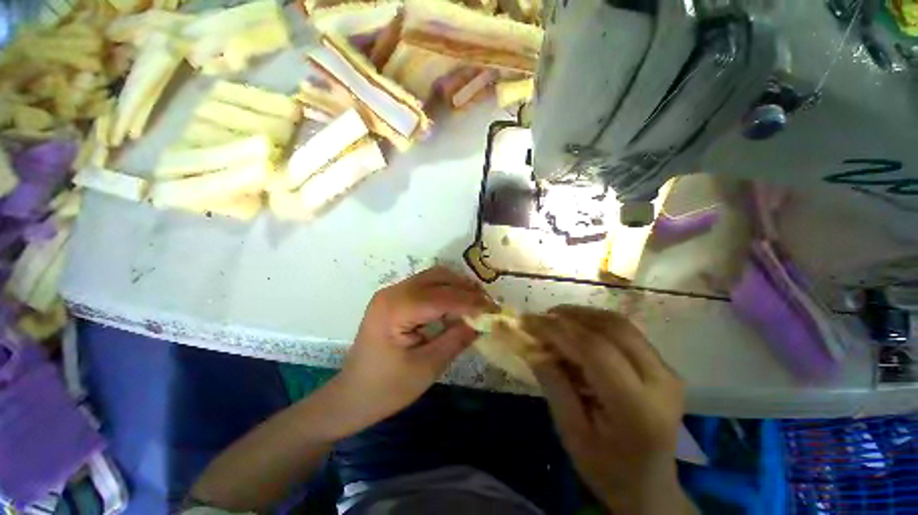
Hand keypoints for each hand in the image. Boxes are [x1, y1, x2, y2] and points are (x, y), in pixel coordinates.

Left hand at [325, 267, 492, 437]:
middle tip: (487, 305)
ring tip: (476, 303)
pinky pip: (426, 286)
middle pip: (438, 277)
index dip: (471, 302)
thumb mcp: (427, 367)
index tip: (494, 310)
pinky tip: (457, 305)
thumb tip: (482, 321)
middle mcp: (393, 292)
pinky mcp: (394, 299)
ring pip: (433, 277)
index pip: (442, 297)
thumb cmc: (387, 389)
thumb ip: (457, 339)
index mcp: (396, 308)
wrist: (351, 396)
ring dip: (457, 287)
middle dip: (465, 289)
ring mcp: (391, 293)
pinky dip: (445, 291)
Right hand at [522, 306, 693, 513]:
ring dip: (583, 315)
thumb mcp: (571, 433)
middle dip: (570, 316)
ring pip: (620, 324)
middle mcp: (661, 383)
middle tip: (541, 317)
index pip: (595, 351)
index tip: (528, 321)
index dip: (558, 330)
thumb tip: (531, 346)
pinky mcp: (664, 366)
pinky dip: (595, 323)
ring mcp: (667, 372)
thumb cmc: (606, 469)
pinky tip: (576, 329)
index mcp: (637, 409)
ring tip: (555, 319)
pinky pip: (626, 332)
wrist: (650, 486)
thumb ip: (553, 384)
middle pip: (612, 329)